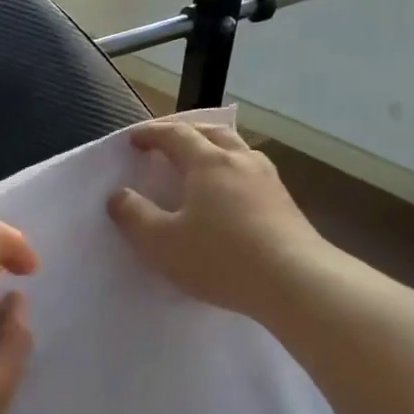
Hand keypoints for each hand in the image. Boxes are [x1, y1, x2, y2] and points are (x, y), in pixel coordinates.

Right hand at [107, 121, 325, 317]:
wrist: (295, 281)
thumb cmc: (220, 258)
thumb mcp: (162, 243)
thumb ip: (134, 216)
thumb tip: (119, 195)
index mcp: (208, 162)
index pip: (175, 134)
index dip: (151, 133)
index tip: (133, 140)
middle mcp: (241, 161)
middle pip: (211, 132)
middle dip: (185, 132)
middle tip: (167, 142)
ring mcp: (269, 180)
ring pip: (238, 150)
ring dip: (214, 149)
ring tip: (200, 164)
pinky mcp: (286, 203)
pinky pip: (252, 174)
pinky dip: (233, 172)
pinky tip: (231, 195)